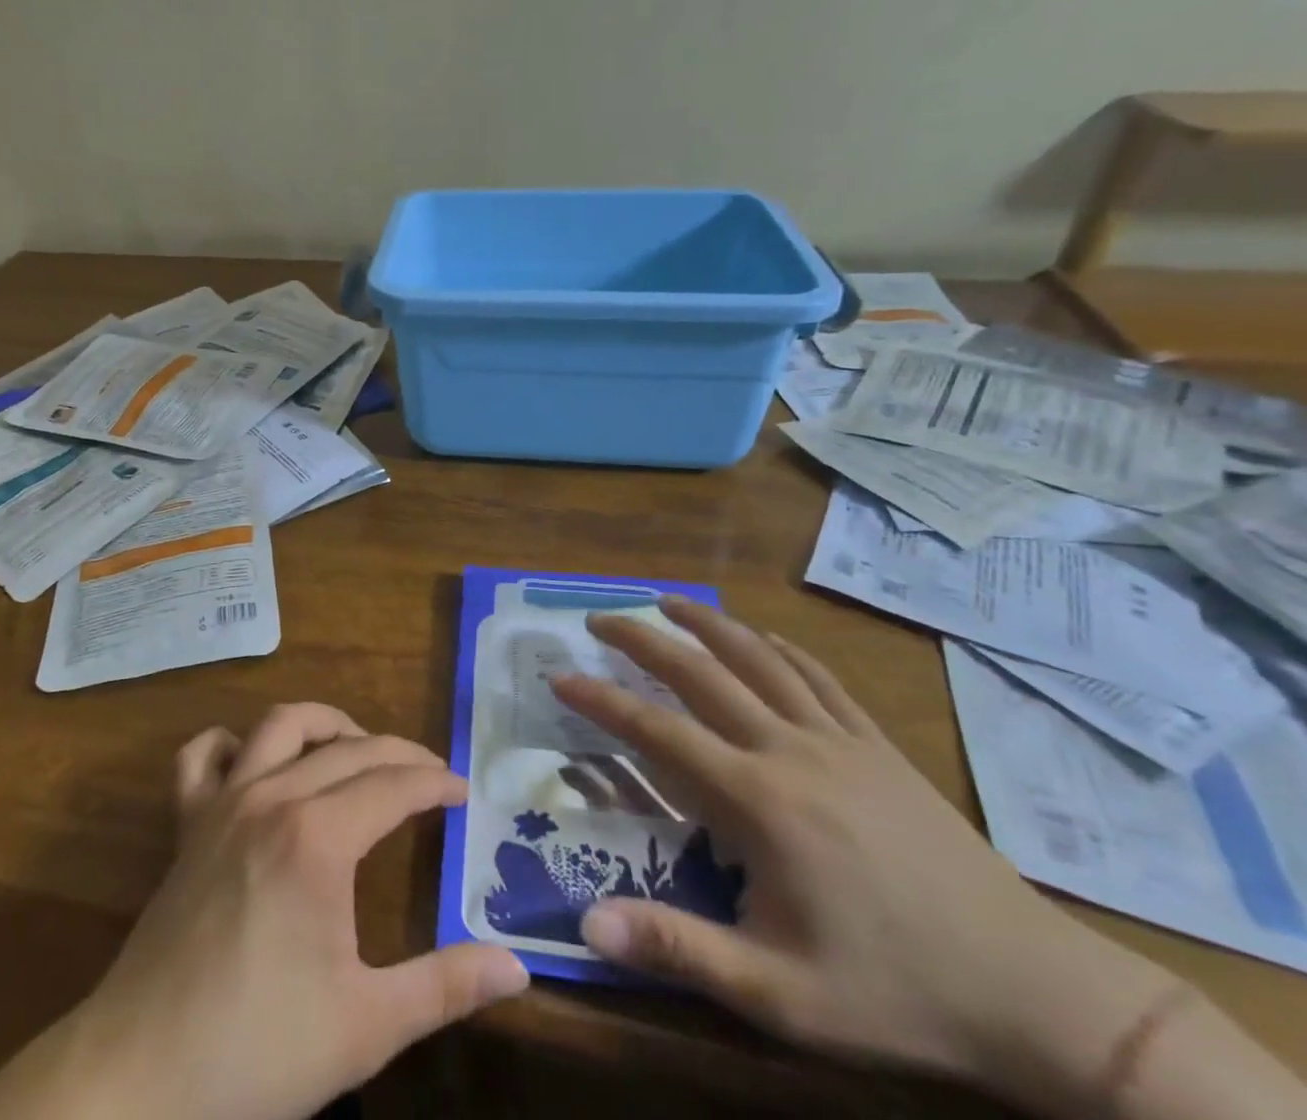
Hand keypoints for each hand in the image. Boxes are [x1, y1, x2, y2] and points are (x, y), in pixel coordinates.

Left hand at [0, 703, 526, 1119]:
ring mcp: (223, 802)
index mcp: (318, 838)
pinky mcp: (187, 822)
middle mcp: (271, 797)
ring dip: (326, 725)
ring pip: (281, 725)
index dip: (434, 782)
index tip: (463, 792)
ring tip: (357, 748)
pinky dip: (232, 744)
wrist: (141, 1076)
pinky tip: (254, 763)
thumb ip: (445, 987)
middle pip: (349, 749)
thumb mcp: (367, 1026)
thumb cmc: (258, 1050)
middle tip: (430, 776)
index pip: (393, 785)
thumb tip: (516, 966)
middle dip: (398, 753)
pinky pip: (203, 756)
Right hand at [552, 598, 1178, 1111]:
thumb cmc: (896, 992)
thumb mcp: (780, 994)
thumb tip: (587, 925)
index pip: (658, 732)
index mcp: (758, 800)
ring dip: (704, 623)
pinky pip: (816, 676)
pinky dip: (776, 646)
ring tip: (664, 601)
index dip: (602, 701)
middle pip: (701, 672)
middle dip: (642, 639)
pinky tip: (758, 637)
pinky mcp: (877, 744)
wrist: (1036, 993)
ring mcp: (838, 739)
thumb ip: (679, 950)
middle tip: (598, 618)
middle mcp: (789, 749)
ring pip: (758, 658)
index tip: (560, 677)